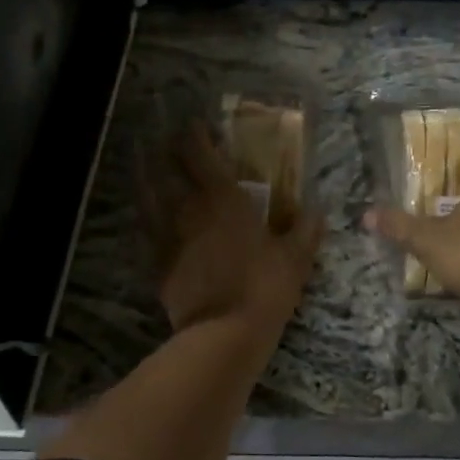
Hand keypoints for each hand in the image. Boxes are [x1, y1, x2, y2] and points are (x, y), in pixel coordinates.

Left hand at [146, 124, 323, 333]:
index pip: (200, 154)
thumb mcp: (296, 258)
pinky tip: (145, 218)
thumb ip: (306, 229)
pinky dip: (144, 220)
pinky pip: (146, 233)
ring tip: (141, 167)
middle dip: (163, 151)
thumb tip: (317, 208)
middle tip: (162, 141)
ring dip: (144, 178)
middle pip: (166, 170)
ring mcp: (168, 237)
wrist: (223, 334)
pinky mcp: (157, 264)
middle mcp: (188, 210)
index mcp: (222, 199)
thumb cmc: (264, 288)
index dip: (194, 135)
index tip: (194, 125)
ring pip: (147, 198)